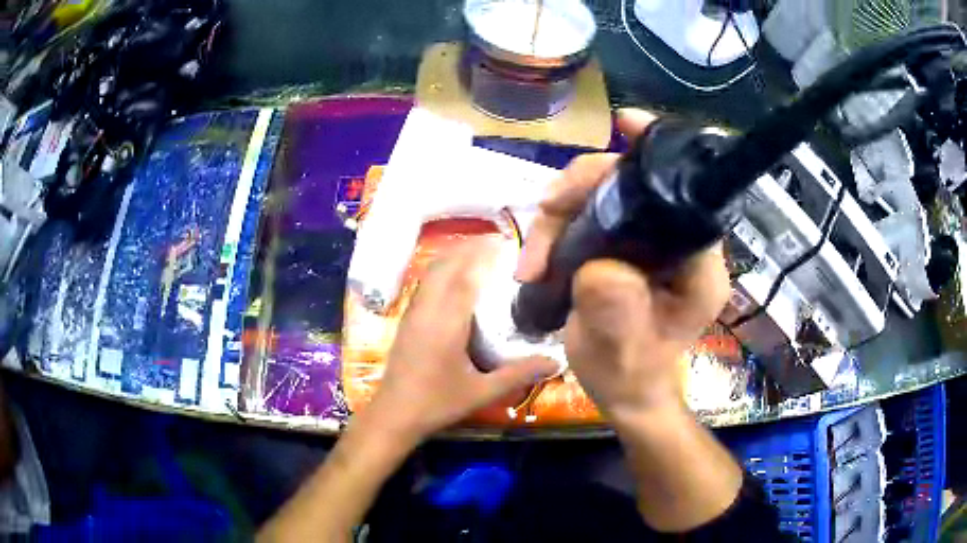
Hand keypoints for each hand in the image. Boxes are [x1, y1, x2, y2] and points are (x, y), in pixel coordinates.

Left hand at [366, 239, 558, 439]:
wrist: (394, 414)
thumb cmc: (438, 403)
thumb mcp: (482, 392)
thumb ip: (519, 374)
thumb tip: (555, 361)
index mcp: (446, 323)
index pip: (465, 276)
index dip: (483, 254)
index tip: (504, 241)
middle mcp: (427, 310)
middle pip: (445, 265)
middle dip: (469, 247)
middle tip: (496, 241)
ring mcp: (413, 312)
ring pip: (431, 271)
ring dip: (453, 255)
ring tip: (479, 252)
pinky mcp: (407, 319)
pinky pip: (425, 283)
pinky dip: (442, 269)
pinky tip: (455, 277)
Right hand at [515, 109, 730, 416]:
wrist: (624, 392)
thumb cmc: (630, 376)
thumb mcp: (620, 352)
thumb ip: (615, 311)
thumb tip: (598, 266)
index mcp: (697, 266)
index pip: (687, 195)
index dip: (656, 155)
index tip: (625, 125)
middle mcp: (681, 246)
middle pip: (636, 185)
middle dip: (584, 188)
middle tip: (545, 214)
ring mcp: (653, 244)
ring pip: (607, 197)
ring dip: (563, 211)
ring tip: (532, 257)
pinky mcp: (629, 247)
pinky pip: (594, 215)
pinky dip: (562, 224)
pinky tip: (540, 253)